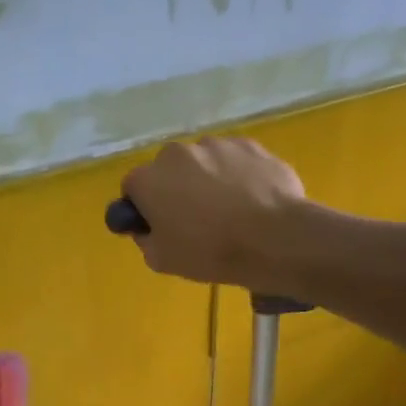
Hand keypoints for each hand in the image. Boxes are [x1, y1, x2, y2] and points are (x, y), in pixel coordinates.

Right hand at [120, 136, 307, 288]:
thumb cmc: (209, 252)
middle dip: (174, 189)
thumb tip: (147, 227)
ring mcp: (215, 145)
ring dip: (206, 179)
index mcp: (148, 179)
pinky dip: (236, 175)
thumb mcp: (161, 260)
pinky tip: (251, 200)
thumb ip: (144, 238)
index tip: (157, 226)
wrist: (273, 238)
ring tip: (228, 210)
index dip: (142, 208)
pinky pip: (233, 160)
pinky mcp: (249, 145)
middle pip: (167, 170)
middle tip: (193, 219)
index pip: (132, 188)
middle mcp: (175, 153)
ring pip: (202, 162)